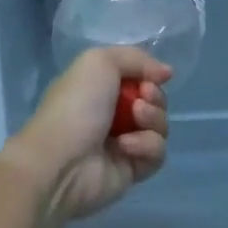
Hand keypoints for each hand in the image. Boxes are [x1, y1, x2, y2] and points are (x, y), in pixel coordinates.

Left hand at [7, 47, 172, 223]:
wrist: (62, 161)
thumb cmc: (77, 105)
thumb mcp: (99, 62)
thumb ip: (136, 58)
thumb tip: (166, 72)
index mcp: (100, 87)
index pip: (139, 76)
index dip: (149, 75)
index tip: (152, 78)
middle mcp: (112, 112)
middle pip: (154, 100)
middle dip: (155, 97)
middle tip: (142, 99)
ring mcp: (124, 141)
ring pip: (160, 126)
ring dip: (152, 119)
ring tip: (134, 121)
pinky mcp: (132, 169)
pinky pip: (157, 153)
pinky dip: (146, 147)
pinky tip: (125, 147)